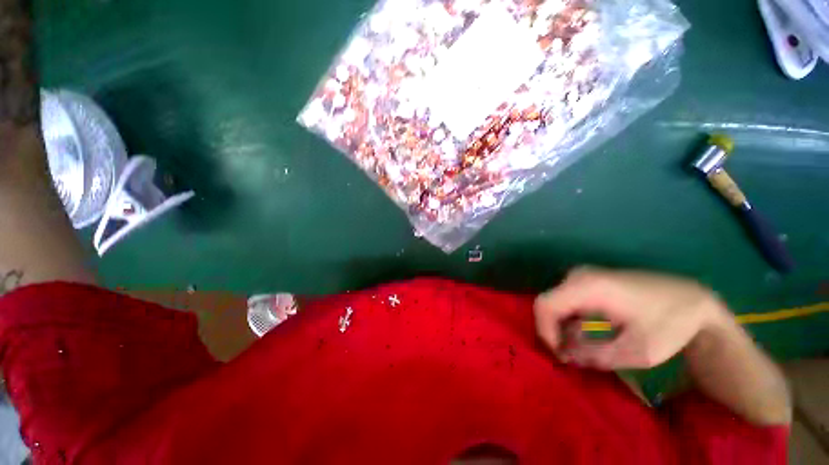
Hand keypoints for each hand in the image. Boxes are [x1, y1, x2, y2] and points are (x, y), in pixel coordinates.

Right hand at [534, 267, 726, 369]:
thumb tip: (565, 356)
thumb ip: (595, 356)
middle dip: (553, 331)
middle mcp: (578, 276)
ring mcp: (582, 276)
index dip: (545, 332)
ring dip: (561, 327)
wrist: (692, 299)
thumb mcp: (637, 351)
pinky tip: (585, 335)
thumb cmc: (669, 324)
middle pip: (548, 304)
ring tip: (579, 350)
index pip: (545, 306)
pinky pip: (566, 300)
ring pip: (556, 303)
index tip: (559, 356)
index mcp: (588, 287)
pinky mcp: (588, 280)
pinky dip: (569, 319)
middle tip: (569, 357)